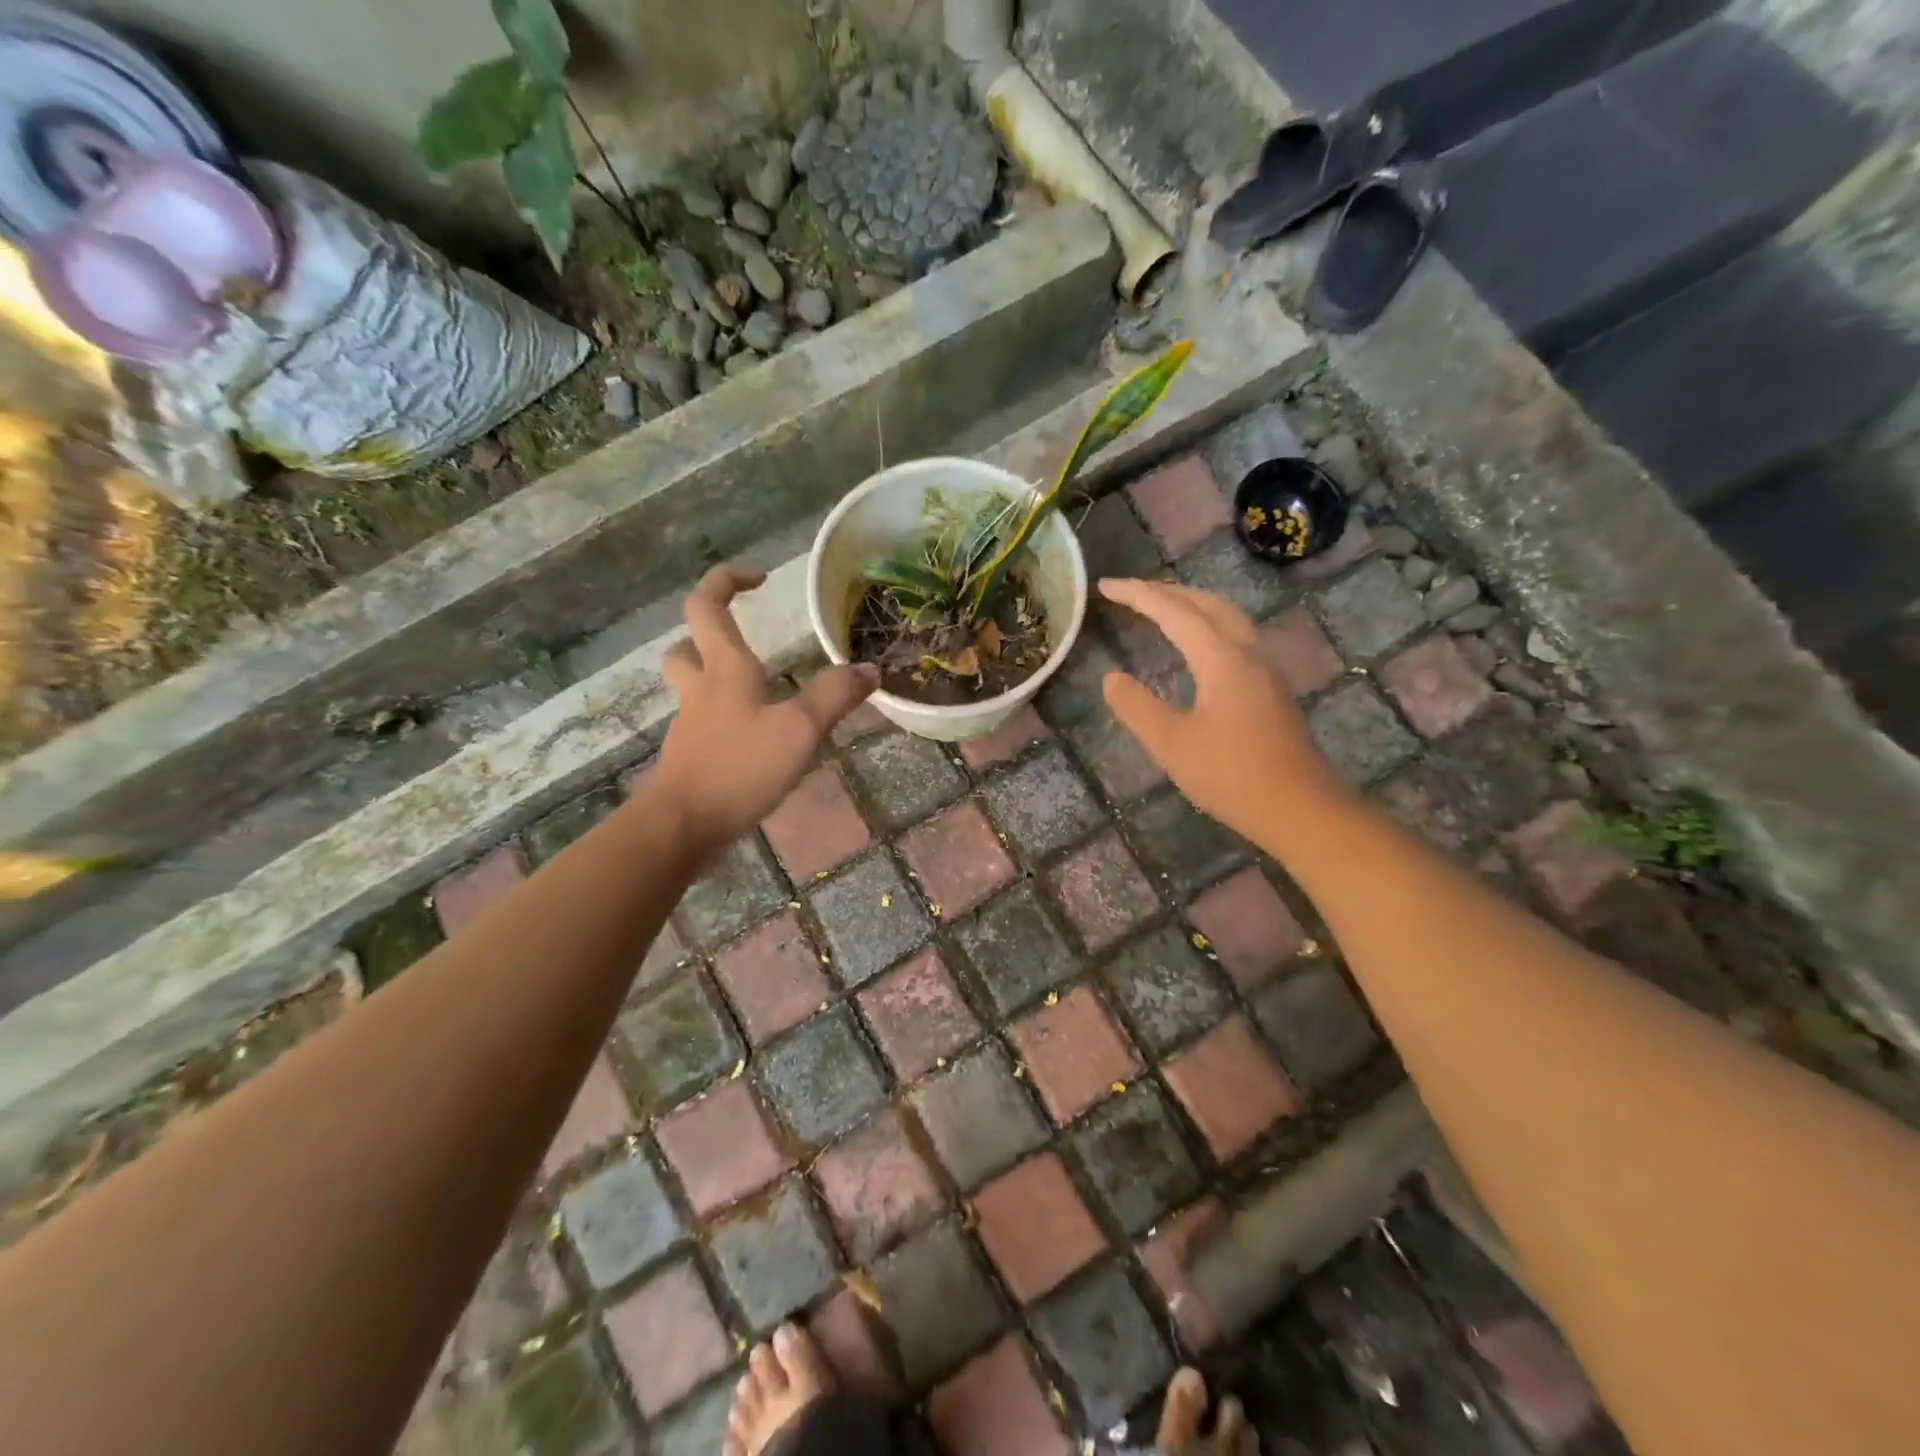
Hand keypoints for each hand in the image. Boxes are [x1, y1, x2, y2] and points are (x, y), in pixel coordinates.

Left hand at [655, 567, 877, 853]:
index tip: (758, 578)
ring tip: (756, 690)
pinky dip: (724, 719)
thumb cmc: (740, 767)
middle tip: (744, 640)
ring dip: (715, 677)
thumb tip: (869, 669)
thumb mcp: (800, 729)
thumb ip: (835, 696)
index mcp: (724, 669)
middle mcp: (701, 689)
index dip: (726, 581)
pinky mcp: (690, 757)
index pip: (707, 606)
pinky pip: (704, 723)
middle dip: (709, 634)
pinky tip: (753, 739)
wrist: (683, 826)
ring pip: (693, 686)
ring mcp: (691, 725)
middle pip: (687, 646)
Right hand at [1099, 578, 1348, 841]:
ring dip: (1190, 605)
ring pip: (1226, 618)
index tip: (1105, 587)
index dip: (1138, 596)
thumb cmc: (1230, 775)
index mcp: (1221, 658)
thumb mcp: (1170, 743)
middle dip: (1167, 591)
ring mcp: (1263, 671)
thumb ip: (1136, 707)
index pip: (1174, 612)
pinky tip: (1195, 648)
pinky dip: (1206, 626)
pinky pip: (1234, 638)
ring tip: (1161, 608)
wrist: (1300, 809)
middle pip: (1206, 604)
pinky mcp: (1269, 690)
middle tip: (1131, 592)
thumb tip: (1111, 678)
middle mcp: (1246, 653)